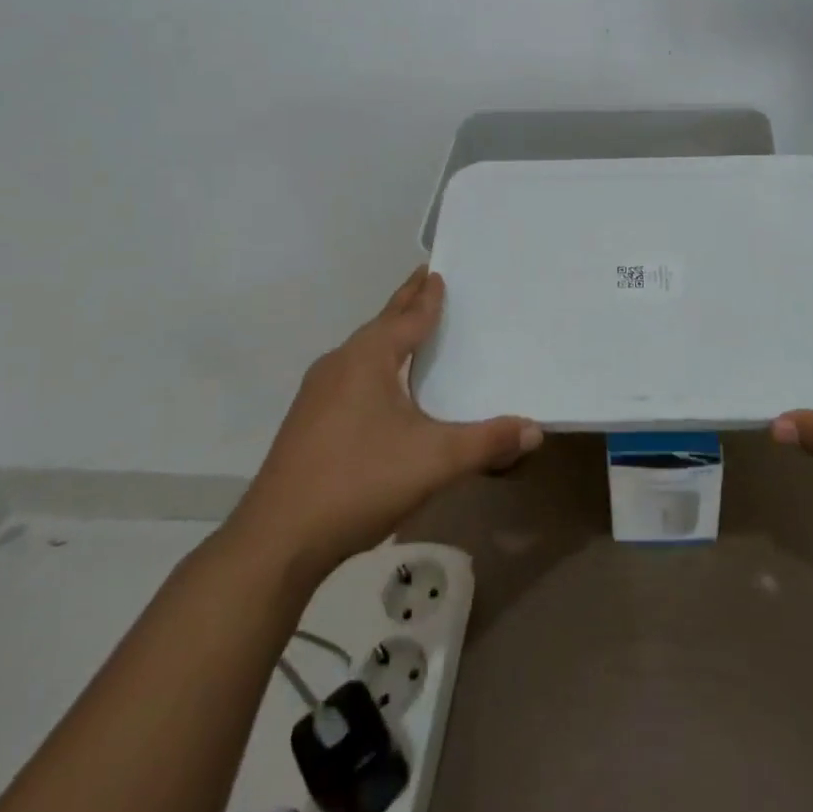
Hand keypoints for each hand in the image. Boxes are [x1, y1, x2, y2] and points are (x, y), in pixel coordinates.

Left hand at [226, 268, 540, 574]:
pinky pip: (350, 376)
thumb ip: (487, 442)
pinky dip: (374, 365)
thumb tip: (535, 430)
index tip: (436, 271)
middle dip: (405, 303)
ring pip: (362, 351)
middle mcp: (340, 364)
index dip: (426, 296)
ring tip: (408, 329)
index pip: (407, 317)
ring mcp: (317, 393)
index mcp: (368, 359)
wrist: (277, 540)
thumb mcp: (435, 461)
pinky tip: (381, 388)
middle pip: (381, 325)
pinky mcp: (307, 422)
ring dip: (387, 335)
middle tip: (425, 279)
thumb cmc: (360, 482)